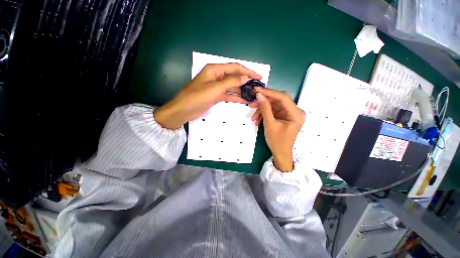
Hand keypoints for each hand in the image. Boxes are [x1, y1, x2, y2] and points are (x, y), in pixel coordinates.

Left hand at [154, 63, 261, 128]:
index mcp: (215, 70)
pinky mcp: (216, 96)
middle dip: (246, 82)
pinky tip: (244, 100)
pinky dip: (236, 97)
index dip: (248, 71)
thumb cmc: (197, 97)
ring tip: (253, 95)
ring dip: (242, 90)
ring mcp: (216, 87)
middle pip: (234, 77)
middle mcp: (216, 76)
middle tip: (257, 88)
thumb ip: (231, 82)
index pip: (235, 67)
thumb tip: (246, 77)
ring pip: (232, 87)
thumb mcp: (215, 88)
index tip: (258, 77)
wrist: (184, 110)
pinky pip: (228, 95)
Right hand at [250, 88, 304, 171]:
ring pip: (274, 106)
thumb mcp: (270, 124)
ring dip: (262, 110)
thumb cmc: (277, 142)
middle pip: (278, 101)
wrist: (280, 153)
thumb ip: (265, 109)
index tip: (257, 90)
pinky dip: (265, 114)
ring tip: (253, 117)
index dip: (269, 92)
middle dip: (264, 102)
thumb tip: (259, 95)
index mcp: (296, 113)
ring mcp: (289, 114)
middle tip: (252, 102)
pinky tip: (257, 120)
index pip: (282, 97)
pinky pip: (273, 111)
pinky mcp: (284, 116)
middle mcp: (295, 111)